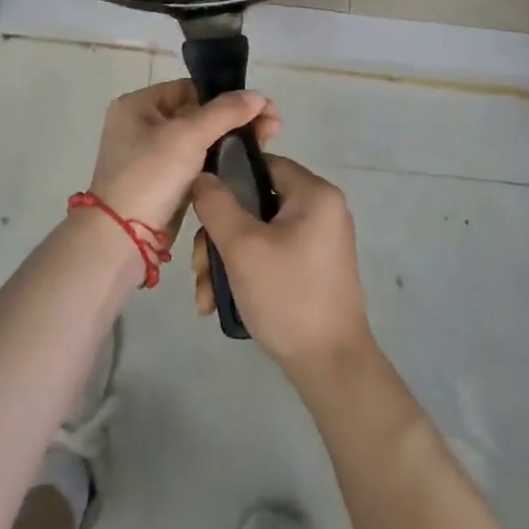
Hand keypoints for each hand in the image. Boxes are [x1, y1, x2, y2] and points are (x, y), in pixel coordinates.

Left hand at [87, 80, 280, 240]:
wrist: (123, 239)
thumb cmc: (150, 176)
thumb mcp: (188, 136)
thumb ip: (225, 112)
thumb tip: (258, 96)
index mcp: (138, 105)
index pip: (191, 89)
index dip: (227, 96)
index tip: (263, 108)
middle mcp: (142, 126)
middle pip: (198, 113)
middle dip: (235, 119)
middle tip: (274, 128)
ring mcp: (152, 156)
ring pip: (200, 140)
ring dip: (231, 140)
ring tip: (267, 144)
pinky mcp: (163, 183)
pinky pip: (196, 163)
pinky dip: (219, 161)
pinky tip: (245, 163)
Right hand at [190, 155, 371, 375]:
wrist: (330, 365)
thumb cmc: (287, 296)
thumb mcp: (243, 246)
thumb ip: (216, 204)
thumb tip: (202, 176)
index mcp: (314, 193)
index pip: (262, 163)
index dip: (225, 178)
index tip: (198, 206)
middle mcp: (320, 210)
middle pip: (254, 203)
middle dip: (218, 236)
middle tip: (200, 268)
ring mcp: (316, 241)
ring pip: (256, 233)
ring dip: (224, 260)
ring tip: (206, 295)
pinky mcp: (310, 267)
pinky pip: (269, 254)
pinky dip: (244, 272)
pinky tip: (219, 302)